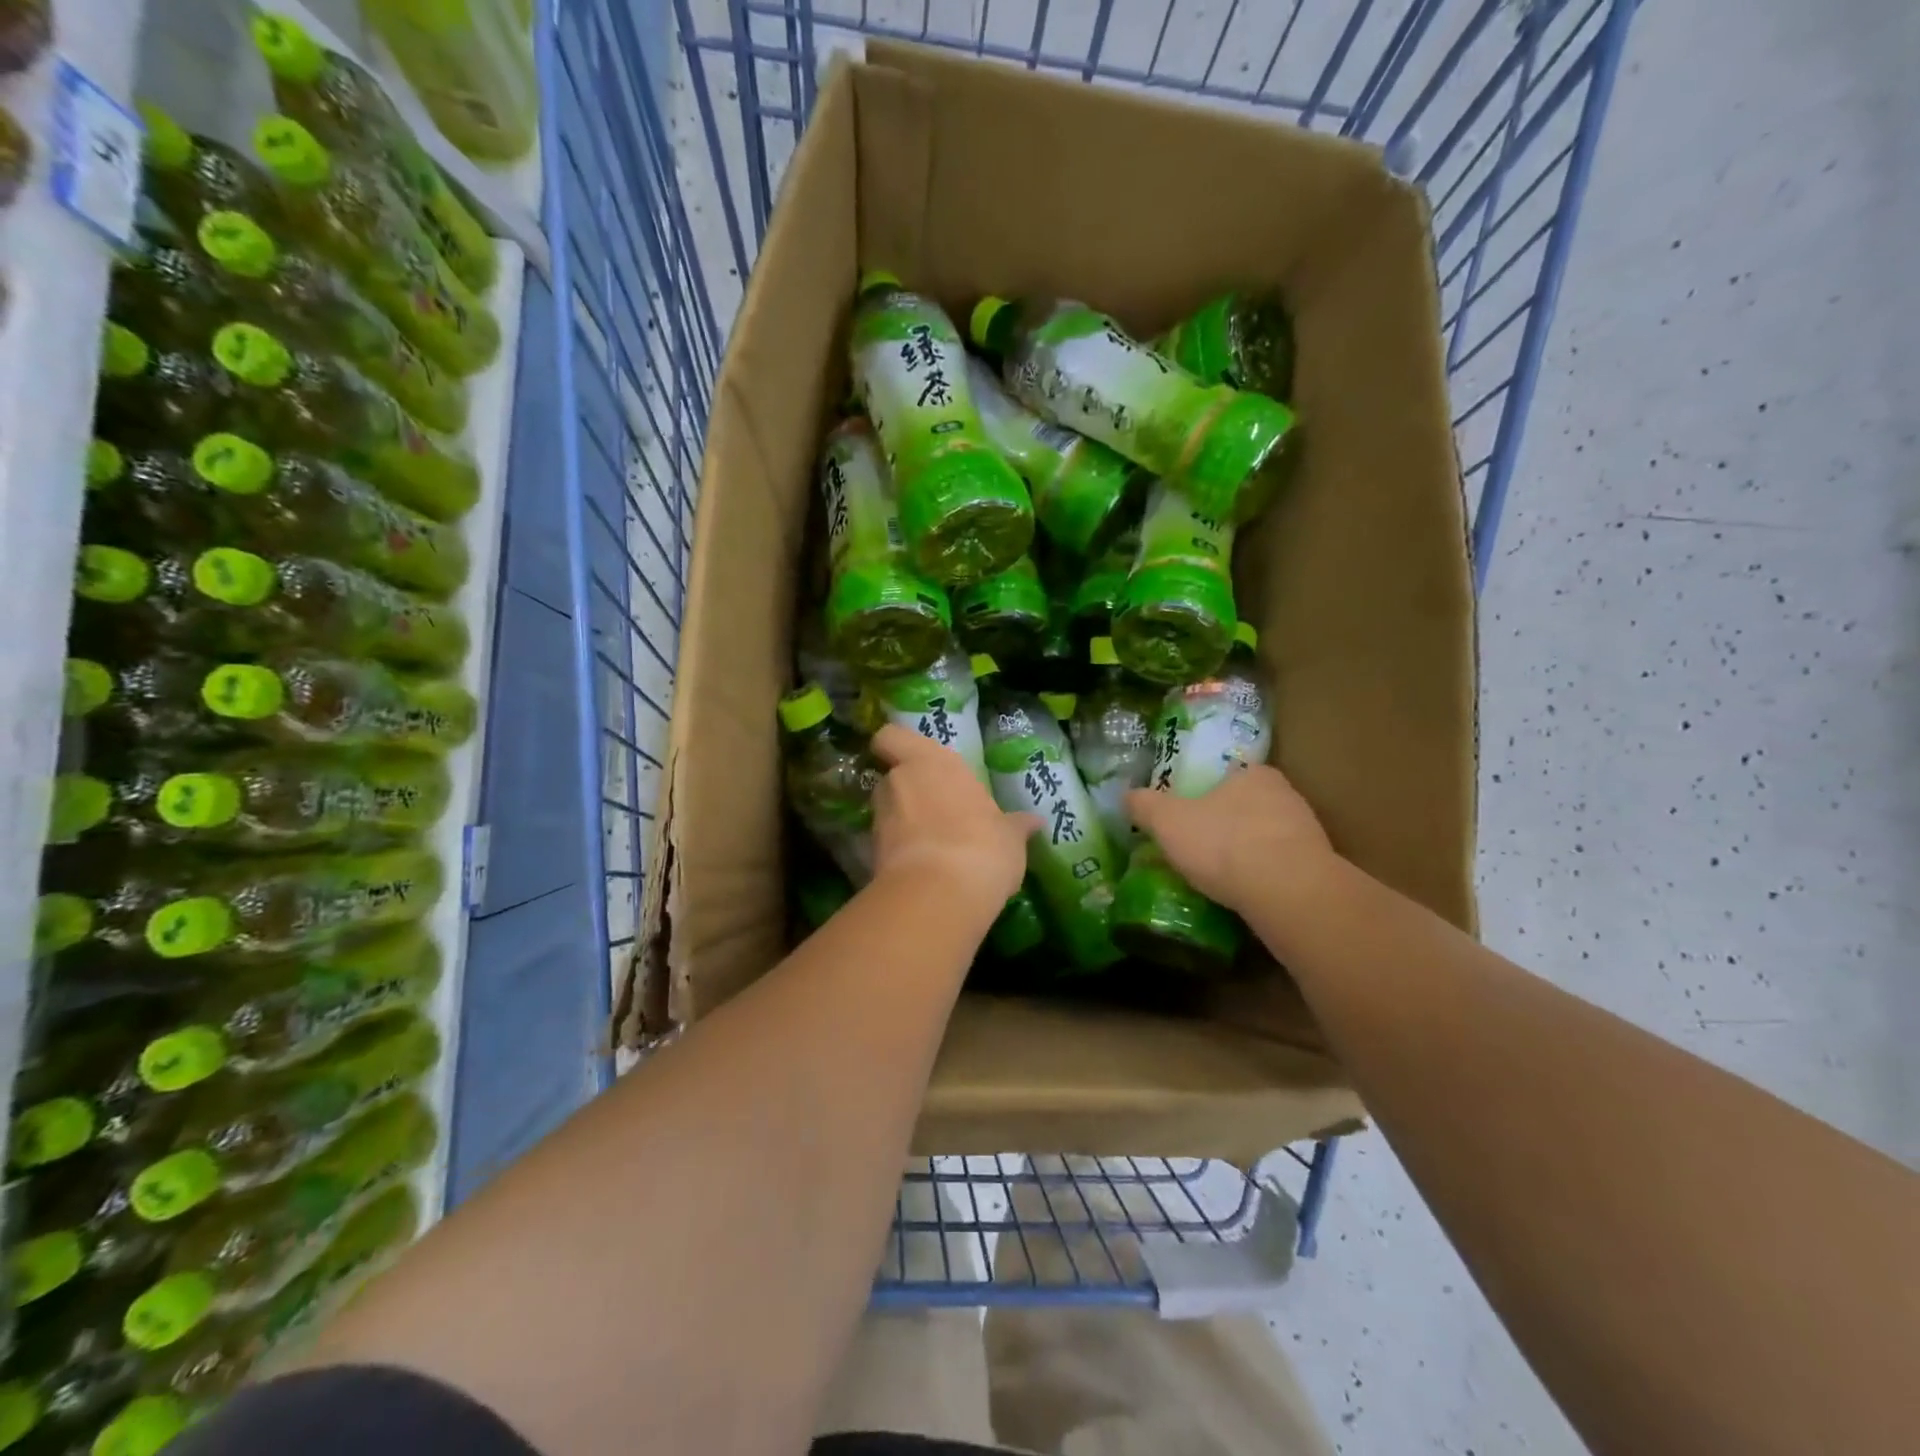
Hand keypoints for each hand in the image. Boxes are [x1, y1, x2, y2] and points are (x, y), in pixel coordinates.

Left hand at [869, 725, 1036, 907]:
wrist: (939, 895)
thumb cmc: (982, 846)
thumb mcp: (1010, 837)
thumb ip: (1016, 825)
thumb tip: (1035, 821)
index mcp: (931, 761)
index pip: (891, 737)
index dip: (897, 746)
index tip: (914, 761)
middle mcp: (899, 781)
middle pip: (894, 777)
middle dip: (910, 791)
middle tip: (938, 809)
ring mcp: (880, 818)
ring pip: (888, 811)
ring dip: (904, 822)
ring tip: (935, 844)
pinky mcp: (870, 853)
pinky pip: (886, 844)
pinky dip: (900, 852)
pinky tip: (926, 869)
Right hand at [1125, 764, 1336, 912]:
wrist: (1288, 892)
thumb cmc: (1224, 843)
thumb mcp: (1168, 822)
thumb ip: (1145, 806)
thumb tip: (1126, 796)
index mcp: (1253, 774)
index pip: (1227, 776)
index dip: (1205, 795)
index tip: (1189, 817)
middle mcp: (1286, 795)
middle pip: (1247, 806)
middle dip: (1226, 824)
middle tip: (1200, 847)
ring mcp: (1308, 832)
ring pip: (1267, 837)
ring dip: (1247, 853)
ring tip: (1220, 877)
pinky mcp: (1318, 867)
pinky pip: (1282, 867)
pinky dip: (1264, 877)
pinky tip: (1246, 894)